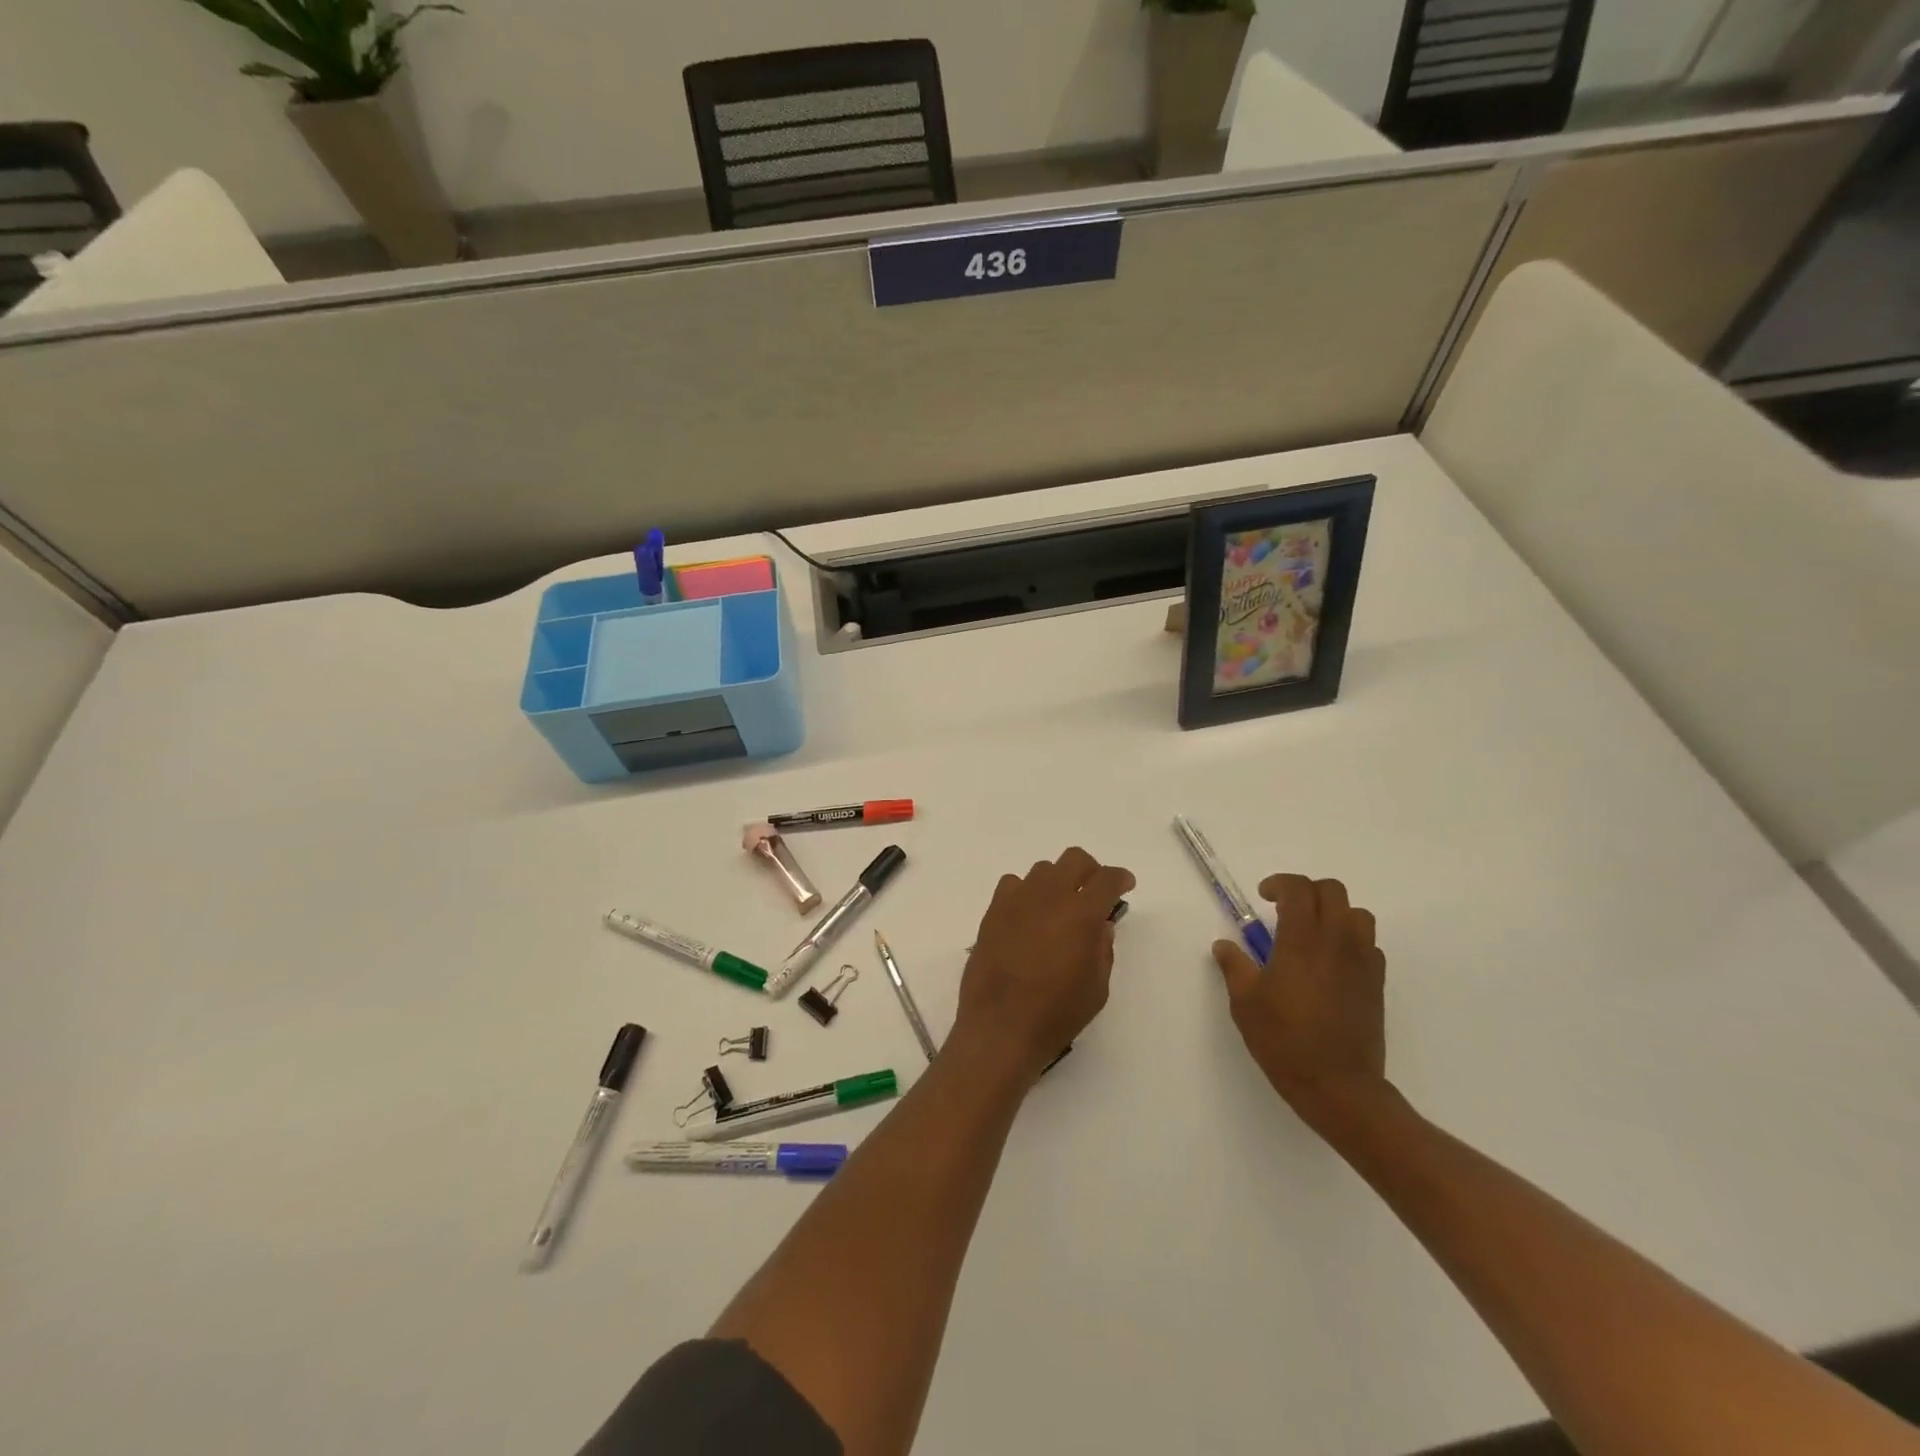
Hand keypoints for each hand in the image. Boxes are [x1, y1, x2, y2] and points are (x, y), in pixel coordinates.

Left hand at [953, 848, 1135, 1085]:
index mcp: (1081, 914)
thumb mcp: (1097, 988)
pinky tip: (1028, 916)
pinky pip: (1013, 885)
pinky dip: (1026, 893)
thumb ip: (1102, 949)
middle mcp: (1049, 896)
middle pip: (1074, 859)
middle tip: (1094, 893)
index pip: (1107, 879)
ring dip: (1058, 882)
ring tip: (1059, 909)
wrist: (999, 1028)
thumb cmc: (1056, 1014)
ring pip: (1043, 870)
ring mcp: (1017, 900)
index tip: (1125, 886)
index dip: (1120, 878)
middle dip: (1090, 871)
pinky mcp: (992, 911)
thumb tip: (1100, 925)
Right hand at [1212, 875, 1387, 1130]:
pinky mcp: (1377, 983)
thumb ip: (1234, 966)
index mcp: (1302, 942)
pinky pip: (1368, 944)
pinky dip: (1349, 939)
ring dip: (1333, 912)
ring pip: (1357, 914)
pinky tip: (1330, 962)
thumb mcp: (1245, 1003)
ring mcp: (1362, 962)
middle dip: (1307, 891)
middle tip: (1284, 910)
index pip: (1299, 890)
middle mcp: (1337, 943)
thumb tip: (1225, 945)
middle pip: (1333, 891)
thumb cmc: (1285, 1041)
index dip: (1280, 884)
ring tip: (1311, 932)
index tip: (1264, 897)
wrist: (1339, 1086)